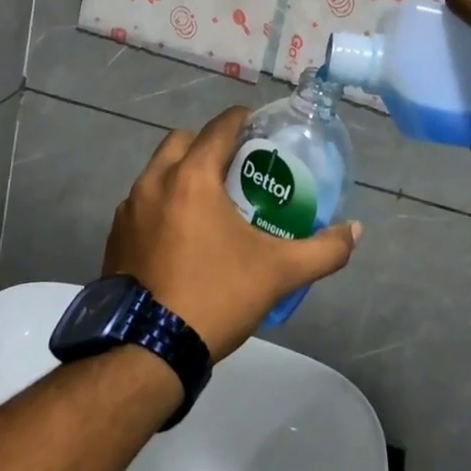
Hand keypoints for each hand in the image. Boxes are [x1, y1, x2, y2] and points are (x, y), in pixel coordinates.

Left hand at [103, 108, 361, 360]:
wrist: (148, 351)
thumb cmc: (215, 297)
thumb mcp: (278, 273)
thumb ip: (323, 250)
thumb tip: (355, 231)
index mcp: (191, 178)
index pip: (219, 127)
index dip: (242, 120)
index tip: (260, 128)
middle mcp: (153, 182)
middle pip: (183, 141)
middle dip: (209, 144)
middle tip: (236, 167)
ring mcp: (129, 209)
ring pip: (158, 170)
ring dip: (183, 172)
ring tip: (211, 200)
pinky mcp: (116, 236)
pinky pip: (143, 202)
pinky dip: (163, 202)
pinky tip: (182, 233)